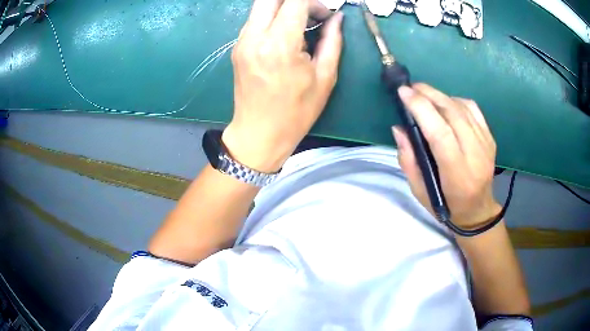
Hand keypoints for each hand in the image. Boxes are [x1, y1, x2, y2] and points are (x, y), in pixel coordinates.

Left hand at [222, 0, 343, 172]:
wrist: (258, 134)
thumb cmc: (296, 112)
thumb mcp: (324, 77)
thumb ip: (332, 41)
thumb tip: (337, 18)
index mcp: (280, 44)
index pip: (294, 1)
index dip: (313, 3)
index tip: (325, 15)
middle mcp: (255, 37)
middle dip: (295, 0)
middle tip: (312, 14)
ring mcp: (242, 41)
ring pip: (261, 6)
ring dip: (283, 7)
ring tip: (302, 24)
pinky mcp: (238, 47)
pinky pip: (255, 19)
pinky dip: (273, 17)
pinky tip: (286, 33)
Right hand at [392, 84, 500, 228]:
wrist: (478, 209)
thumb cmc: (446, 205)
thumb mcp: (420, 191)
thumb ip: (408, 160)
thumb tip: (399, 128)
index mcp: (457, 174)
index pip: (440, 133)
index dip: (421, 108)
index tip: (404, 93)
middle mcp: (475, 155)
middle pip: (452, 114)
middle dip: (429, 95)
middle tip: (411, 87)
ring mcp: (486, 144)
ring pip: (462, 107)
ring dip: (440, 95)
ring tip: (424, 93)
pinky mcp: (490, 137)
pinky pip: (473, 108)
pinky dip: (455, 100)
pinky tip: (445, 103)